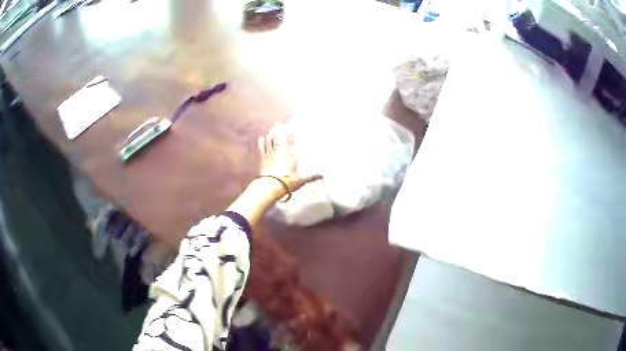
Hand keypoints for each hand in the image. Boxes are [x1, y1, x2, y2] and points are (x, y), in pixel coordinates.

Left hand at [257, 123, 321, 193]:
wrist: (271, 187)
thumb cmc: (287, 183)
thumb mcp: (301, 180)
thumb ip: (311, 176)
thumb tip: (322, 174)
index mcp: (290, 156)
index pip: (291, 143)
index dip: (291, 135)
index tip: (290, 129)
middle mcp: (280, 153)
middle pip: (280, 139)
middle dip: (279, 131)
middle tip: (279, 123)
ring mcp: (271, 156)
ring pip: (270, 142)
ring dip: (271, 135)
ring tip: (272, 129)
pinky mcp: (263, 160)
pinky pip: (262, 150)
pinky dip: (261, 144)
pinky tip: (261, 138)